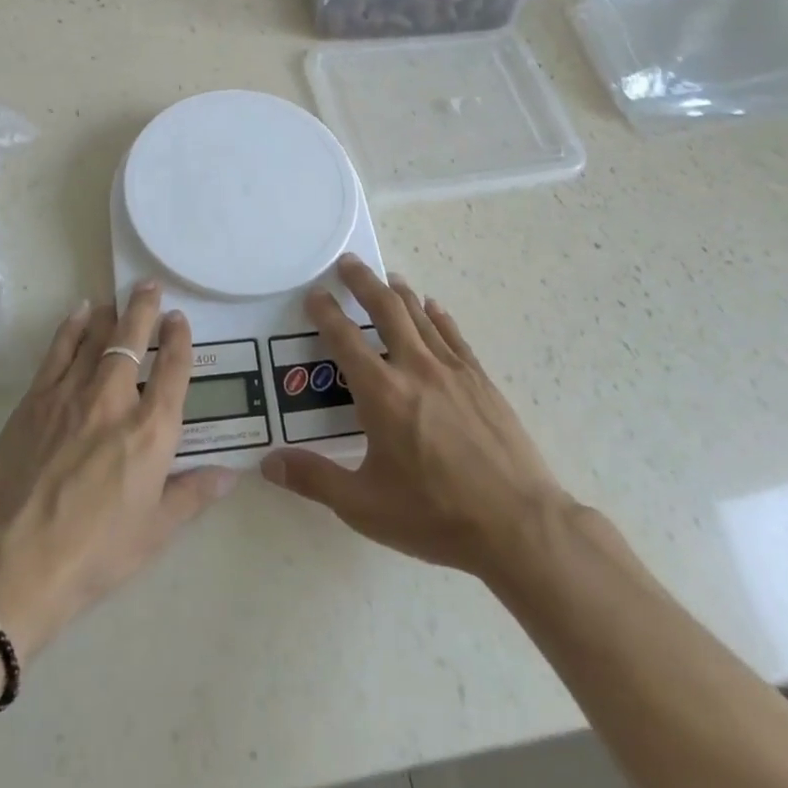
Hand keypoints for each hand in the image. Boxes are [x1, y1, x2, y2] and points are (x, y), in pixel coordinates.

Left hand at [0, 284, 237, 659]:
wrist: (14, 560)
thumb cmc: (94, 552)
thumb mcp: (155, 531)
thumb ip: (193, 495)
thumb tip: (230, 474)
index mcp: (151, 431)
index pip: (173, 370)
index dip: (178, 339)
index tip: (179, 318)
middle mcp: (115, 401)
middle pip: (133, 340)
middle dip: (145, 309)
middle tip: (150, 285)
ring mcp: (71, 395)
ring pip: (96, 339)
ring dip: (112, 315)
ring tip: (120, 298)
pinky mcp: (35, 400)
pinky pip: (58, 351)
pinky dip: (72, 327)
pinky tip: (80, 313)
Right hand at [261, 256, 567, 580]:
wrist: (518, 525)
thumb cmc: (435, 515)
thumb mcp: (364, 505)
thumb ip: (314, 479)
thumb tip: (268, 463)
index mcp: (382, 394)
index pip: (344, 339)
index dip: (325, 313)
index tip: (313, 294)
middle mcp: (416, 369)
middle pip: (386, 310)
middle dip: (363, 282)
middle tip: (348, 262)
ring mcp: (453, 371)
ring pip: (421, 316)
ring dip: (399, 292)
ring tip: (386, 277)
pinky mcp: (481, 381)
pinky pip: (454, 335)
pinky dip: (438, 316)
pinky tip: (433, 306)